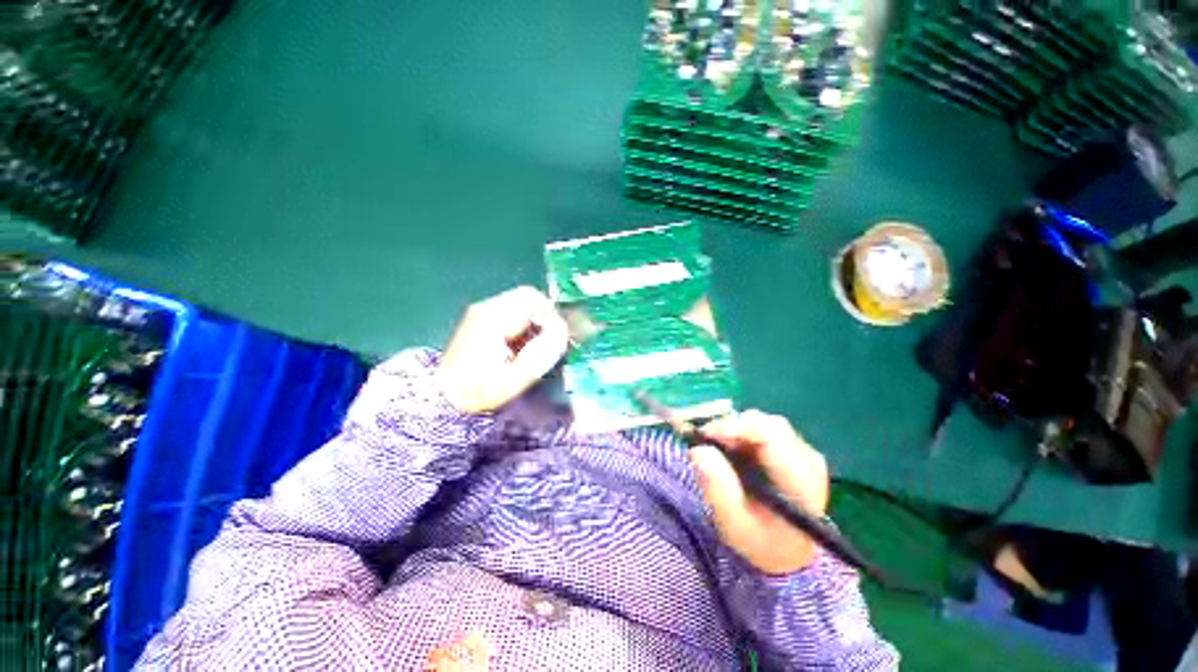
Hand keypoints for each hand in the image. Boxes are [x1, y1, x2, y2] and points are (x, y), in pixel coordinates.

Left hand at [436, 286, 568, 413]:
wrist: (444, 397)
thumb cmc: (480, 390)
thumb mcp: (517, 377)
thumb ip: (543, 351)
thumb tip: (561, 329)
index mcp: (494, 318)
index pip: (533, 298)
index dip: (551, 315)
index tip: (555, 338)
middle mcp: (487, 307)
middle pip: (528, 297)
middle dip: (543, 318)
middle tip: (545, 343)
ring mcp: (482, 311)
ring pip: (521, 304)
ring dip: (534, 322)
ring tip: (531, 347)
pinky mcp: (481, 319)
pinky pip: (512, 312)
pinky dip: (523, 325)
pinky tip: (519, 346)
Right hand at [690, 410, 829, 574]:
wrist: (787, 551)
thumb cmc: (760, 541)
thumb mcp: (734, 525)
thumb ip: (718, 489)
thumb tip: (698, 450)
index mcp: (800, 481)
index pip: (770, 435)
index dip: (733, 427)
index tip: (704, 434)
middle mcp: (808, 459)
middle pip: (767, 424)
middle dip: (732, 428)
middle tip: (707, 442)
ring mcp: (803, 451)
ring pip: (763, 422)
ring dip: (736, 431)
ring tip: (721, 451)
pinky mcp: (793, 447)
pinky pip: (762, 428)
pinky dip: (742, 434)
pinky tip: (733, 452)